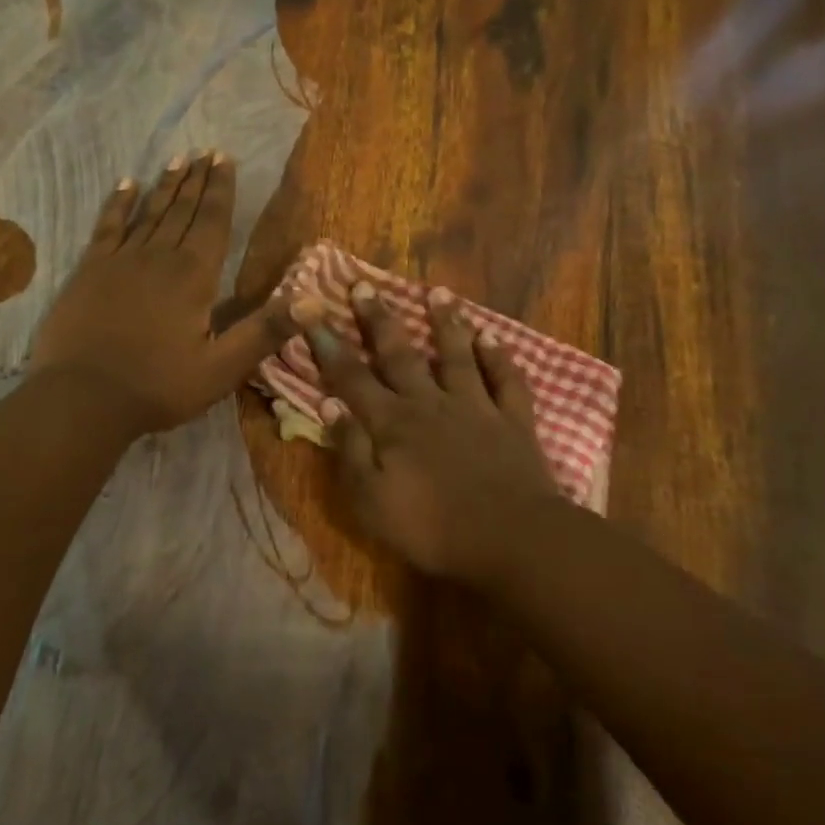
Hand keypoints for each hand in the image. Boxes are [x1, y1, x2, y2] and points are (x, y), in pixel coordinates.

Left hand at [31, 151, 307, 436]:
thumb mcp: (222, 367)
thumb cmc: (158, 386)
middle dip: (197, 180)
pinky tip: (125, 185)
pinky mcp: (89, 271)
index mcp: (194, 276)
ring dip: (166, 186)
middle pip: (182, 210)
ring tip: (178, 159)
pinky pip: (107, 227)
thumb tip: (315, 299)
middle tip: (206, 151)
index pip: (213, 222)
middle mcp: (159, 257)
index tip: (224, 159)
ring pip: (149, 213)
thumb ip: (266, 330)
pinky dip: (117, 204)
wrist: (82, 399)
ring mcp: (120, 260)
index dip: (221, 190)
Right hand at [309, 282, 564, 584]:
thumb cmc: (432, 528)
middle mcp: (430, 403)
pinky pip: (506, 380)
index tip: (312, 311)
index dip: (329, 345)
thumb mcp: (372, 501)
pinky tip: (492, 337)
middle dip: (379, 320)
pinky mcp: (512, 420)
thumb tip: (330, 406)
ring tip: (438, 292)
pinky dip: (499, 356)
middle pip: (400, 355)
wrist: (510, 538)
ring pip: (456, 355)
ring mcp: (475, 407)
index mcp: (392, 424)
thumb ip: (350, 451)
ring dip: (446, 322)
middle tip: (364, 286)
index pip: (352, 377)